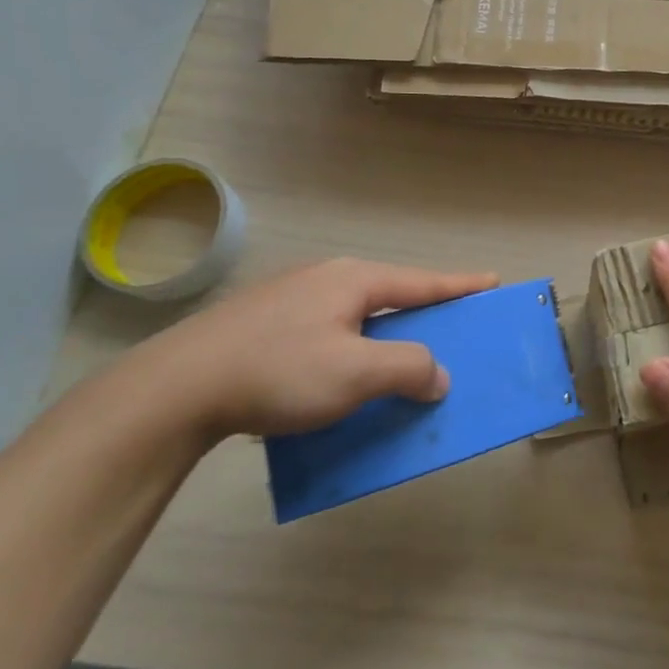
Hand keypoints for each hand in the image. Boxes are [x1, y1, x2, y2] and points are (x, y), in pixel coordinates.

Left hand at [134, 258, 496, 440]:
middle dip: (422, 314)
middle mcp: (326, 280)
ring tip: (396, 361)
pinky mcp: (263, 324)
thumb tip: (437, 375)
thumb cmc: (279, 371)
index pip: (423, 282)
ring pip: (356, 316)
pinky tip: (338, 377)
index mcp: (354, 281)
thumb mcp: (356, 373)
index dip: (461, 285)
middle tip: (449, 330)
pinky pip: (327, 332)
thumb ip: (408, 368)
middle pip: (391, 295)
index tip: (493, 282)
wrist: (175, 388)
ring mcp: (290, 299)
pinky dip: (350, 349)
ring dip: (383, 337)